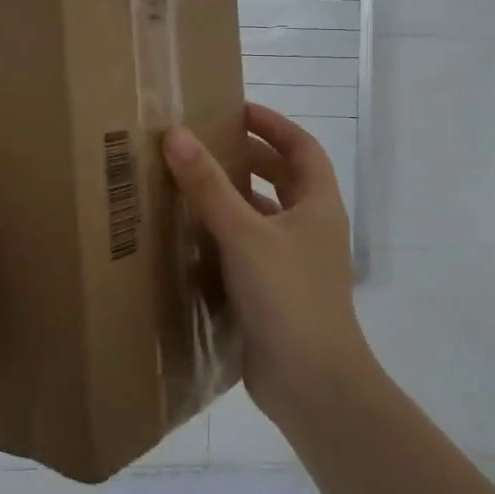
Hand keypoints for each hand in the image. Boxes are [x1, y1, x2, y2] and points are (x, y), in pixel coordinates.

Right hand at [163, 103, 370, 424]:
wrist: (312, 384)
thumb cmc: (288, 297)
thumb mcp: (245, 234)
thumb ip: (209, 186)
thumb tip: (177, 135)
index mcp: (317, 205)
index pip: (301, 147)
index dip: (272, 124)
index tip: (235, 109)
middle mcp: (310, 228)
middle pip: (283, 178)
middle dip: (248, 157)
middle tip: (204, 144)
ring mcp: (294, 262)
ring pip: (264, 215)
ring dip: (234, 197)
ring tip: (190, 182)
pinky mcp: (274, 291)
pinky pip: (248, 248)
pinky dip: (224, 234)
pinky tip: (190, 236)